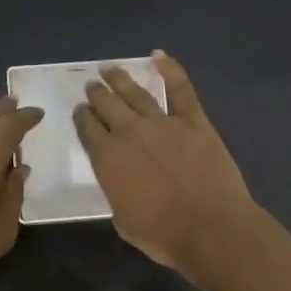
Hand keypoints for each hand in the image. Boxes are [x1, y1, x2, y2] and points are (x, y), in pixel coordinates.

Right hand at [73, 51, 266, 290]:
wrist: (210, 229)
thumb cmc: (162, 234)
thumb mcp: (122, 219)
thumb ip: (116, 190)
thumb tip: (121, 179)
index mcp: (107, 158)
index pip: (87, 129)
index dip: (82, 117)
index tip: (80, 110)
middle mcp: (130, 132)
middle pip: (107, 105)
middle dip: (96, 94)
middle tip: (91, 85)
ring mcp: (163, 123)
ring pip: (136, 93)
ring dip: (119, 79)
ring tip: (109, 69)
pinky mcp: (194, 121)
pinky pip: (181, 89)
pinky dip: (170, 69)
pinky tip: (158, 56)